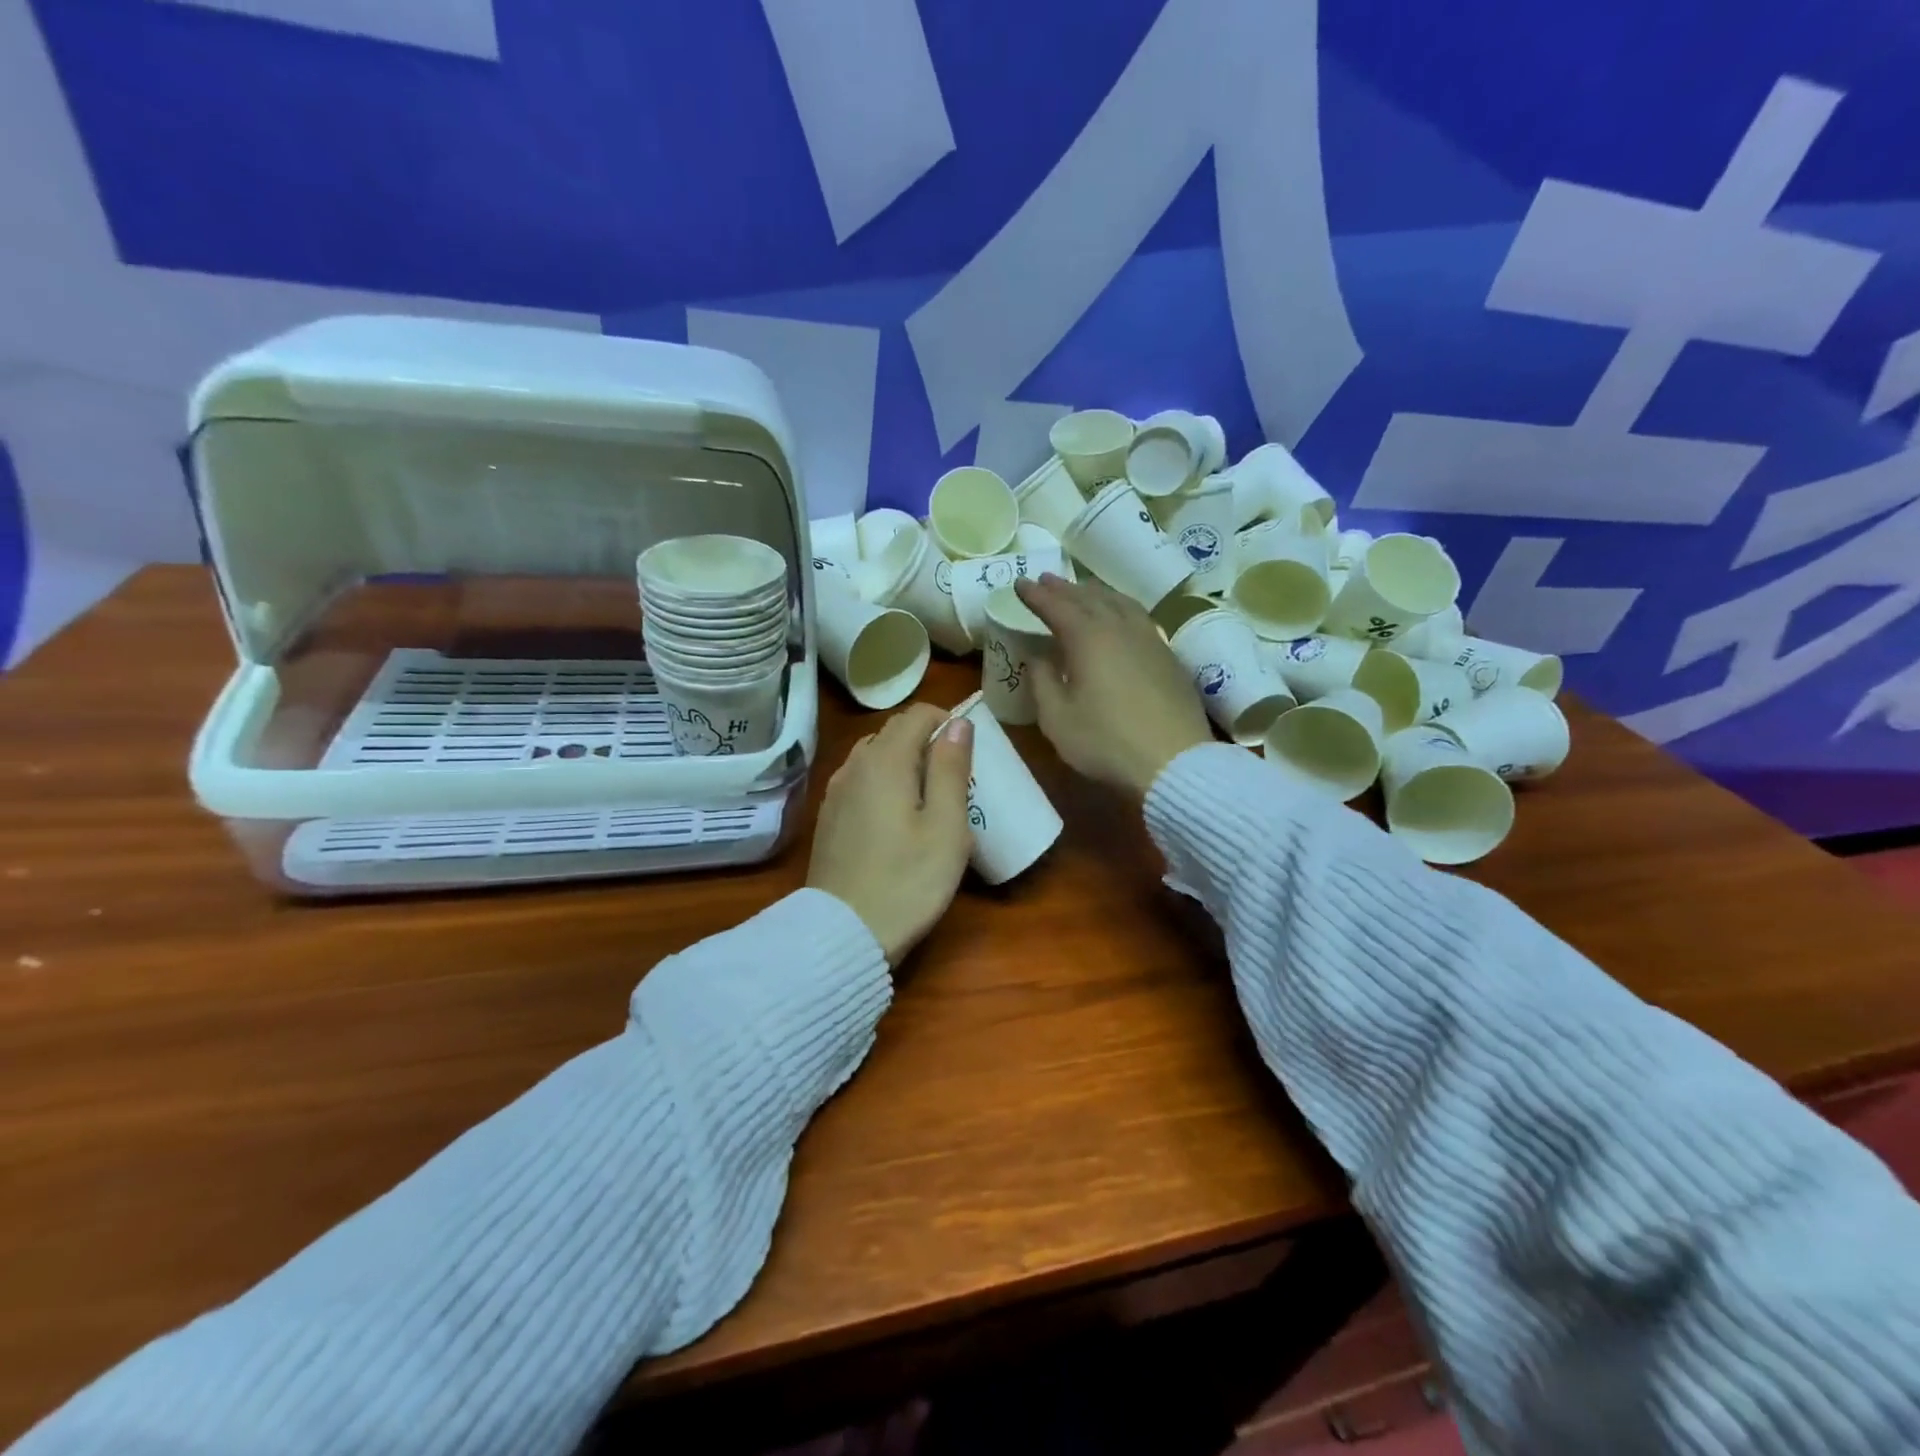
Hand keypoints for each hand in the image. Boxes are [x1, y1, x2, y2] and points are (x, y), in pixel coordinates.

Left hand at [807, 702, 974, 966]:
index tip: (969, 748)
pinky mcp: (828, 817)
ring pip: (874, 756)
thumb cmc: (908, 880)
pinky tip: (896, 816)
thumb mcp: (947, 826)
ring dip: (903, 761)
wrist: (843, 933)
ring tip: (928, 796)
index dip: (946, 720)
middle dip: (926, 740)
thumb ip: (951, 768)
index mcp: (885, 760)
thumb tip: (957, 723)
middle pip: (892, 732)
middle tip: (955, 775)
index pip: (916, 714)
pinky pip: (860, 781)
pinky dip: (883, 782)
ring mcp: (835, 792)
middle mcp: (854, 765)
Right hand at [1015, 574, 1213, 798]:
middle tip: (1046, 580)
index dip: (1035, 595)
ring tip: (1082, 591)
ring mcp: (1150, 638)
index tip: (1020, 583)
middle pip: (1088, 598)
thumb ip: (1042, 680)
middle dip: (1064, 588)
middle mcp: (1120, 627)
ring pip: (1119, 602)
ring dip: (1095, 593)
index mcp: (1088, 637)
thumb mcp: (1057, 717)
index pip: (1056, 606)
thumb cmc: (1105, 741)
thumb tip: (1039, 655)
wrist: (1174, 761)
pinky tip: (1120, 616)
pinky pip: (1139, 617)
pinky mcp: (1169, 655)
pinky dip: (1120, 607)